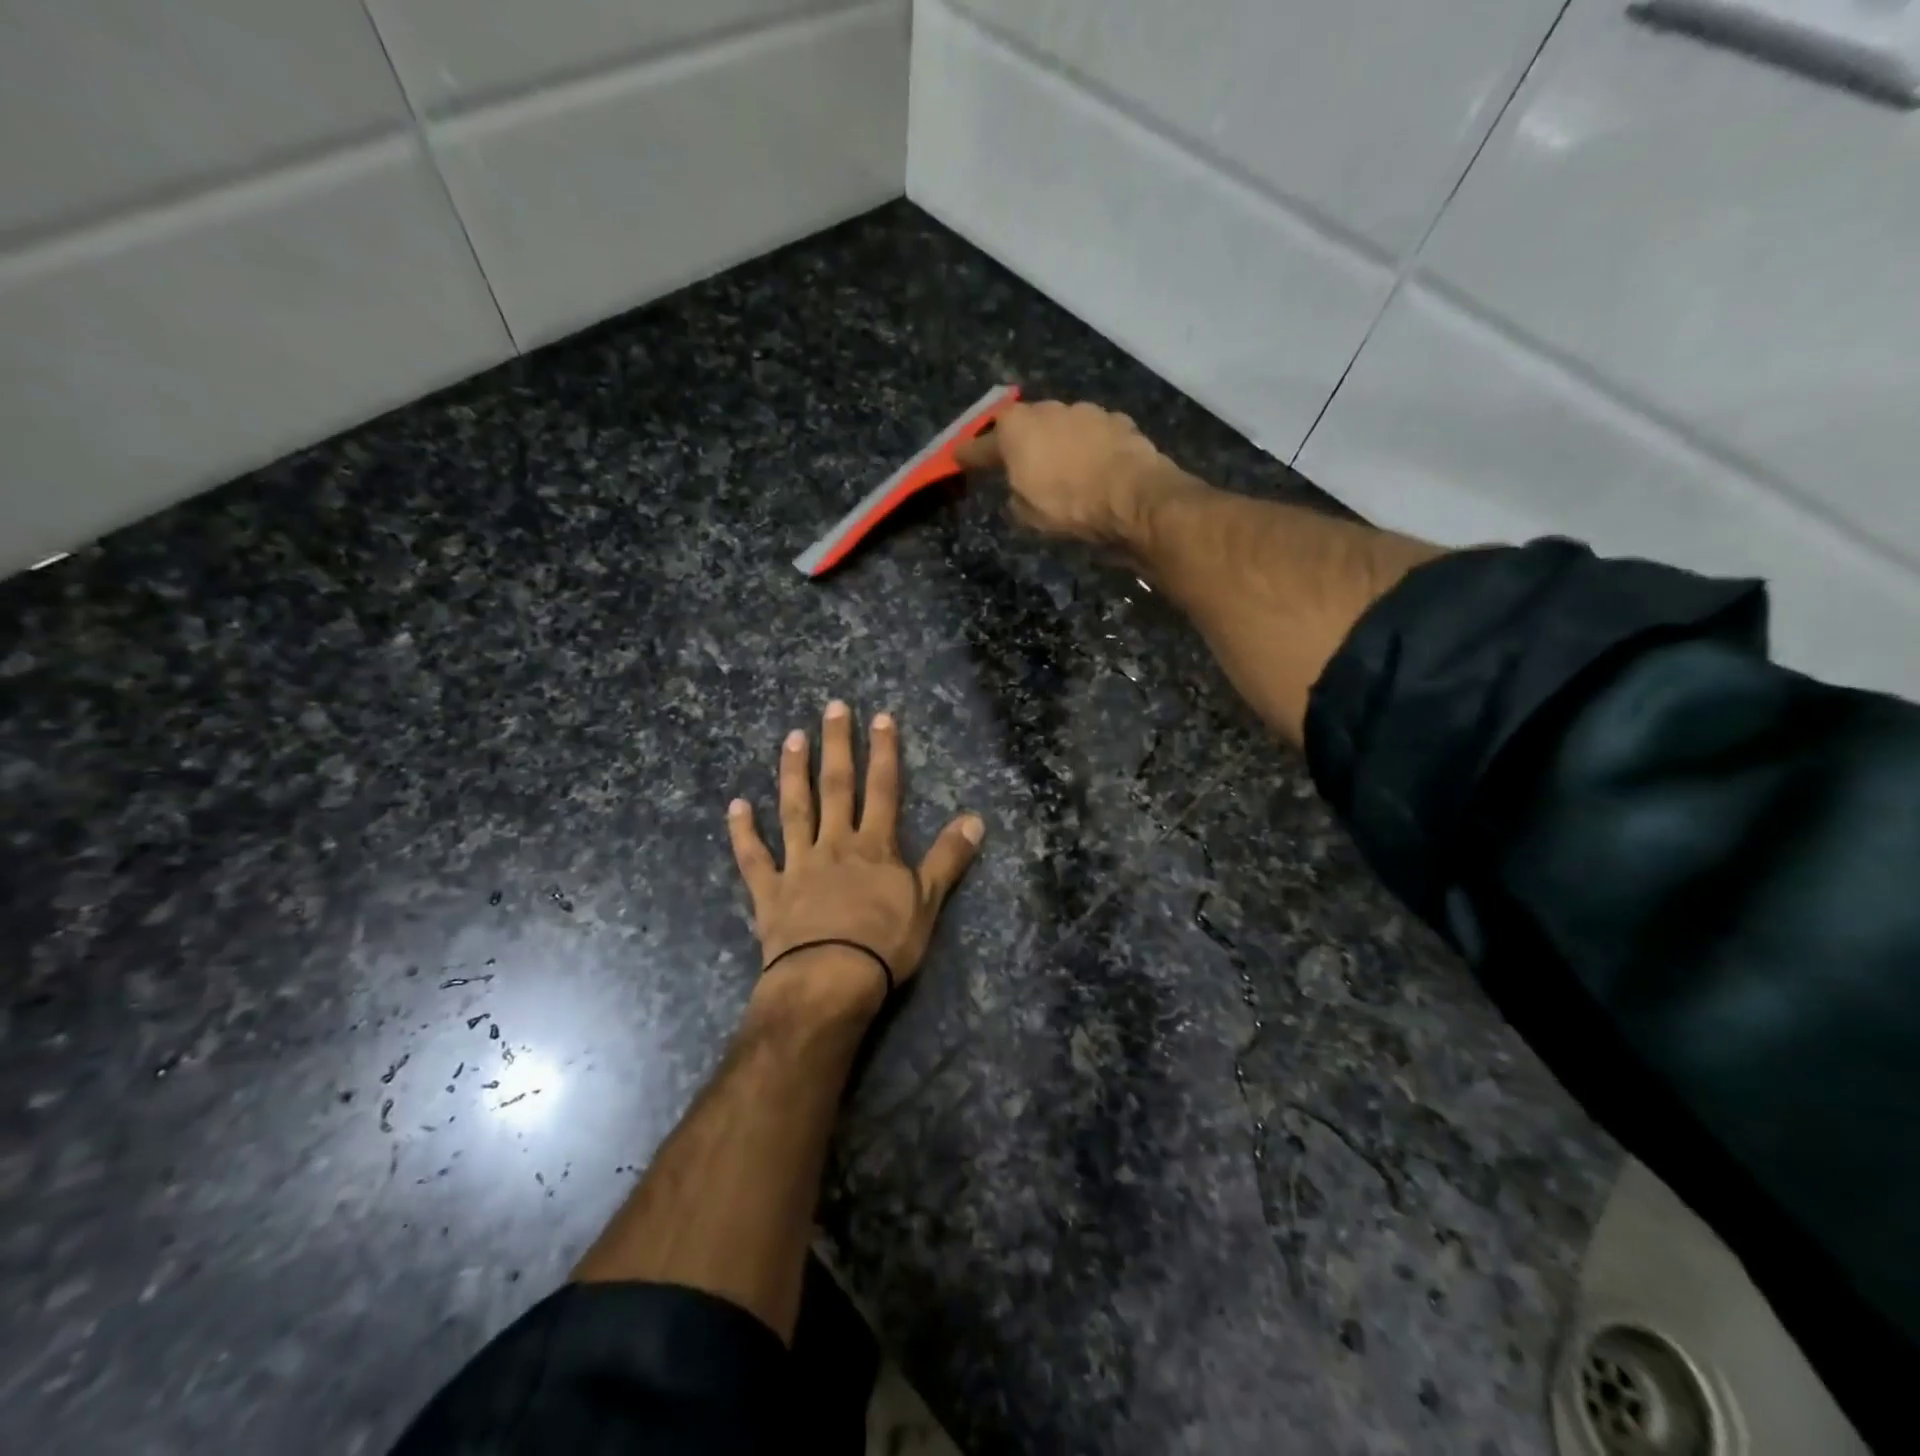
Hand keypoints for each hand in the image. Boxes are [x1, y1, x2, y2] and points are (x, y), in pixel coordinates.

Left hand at [728, 701, 984, 1009]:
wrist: (830, 979)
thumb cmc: (884, 943)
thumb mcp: (928, 901)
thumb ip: (948, 857)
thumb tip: (976, 818)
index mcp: (874, 846)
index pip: (883, 789)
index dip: (884, 752)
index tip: (881, 717)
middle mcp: (835, 844)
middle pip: (837, 787)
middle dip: (838, 746)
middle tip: (832, 708)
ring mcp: (798, 864)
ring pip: (794, 810)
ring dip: (793, 773)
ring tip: (792, 738)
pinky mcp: (769, 891)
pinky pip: (754, 857)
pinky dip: (743, 831)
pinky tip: (736, 805)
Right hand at [952, 398, 1191, 544]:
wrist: (1133, 496)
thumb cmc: (1069, 505)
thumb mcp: (1026, 514)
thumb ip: (1014, 495)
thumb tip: (1019, 489)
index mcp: (1016, 429)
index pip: (982, 444)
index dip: (969, 455)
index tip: (957, 458)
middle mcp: (1048, 409)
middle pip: (1024, 425)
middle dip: (1018, 442)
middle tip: (1016, 463)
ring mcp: (1086, 411)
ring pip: (1061, 427)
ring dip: (1057, 444)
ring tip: (1061, 468)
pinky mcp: (1118, 422)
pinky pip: (1092, 436)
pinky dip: (1088, 449)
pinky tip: (1093, 468)